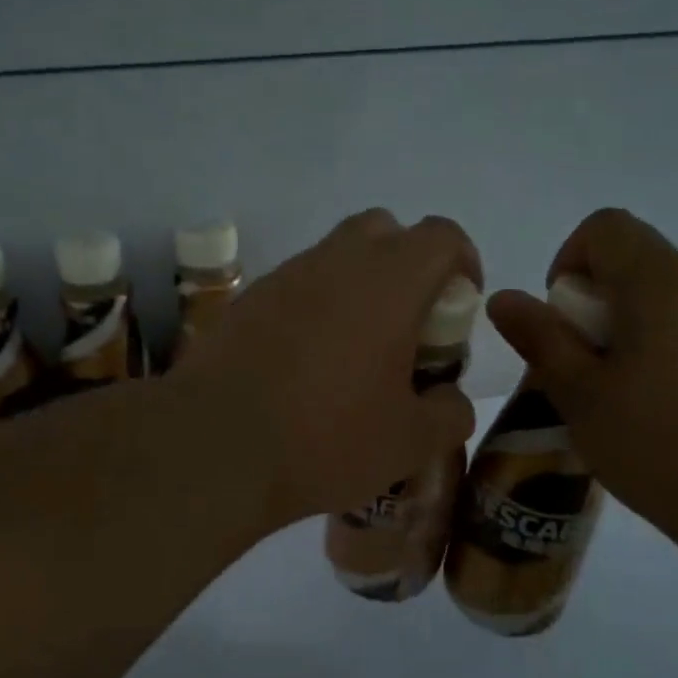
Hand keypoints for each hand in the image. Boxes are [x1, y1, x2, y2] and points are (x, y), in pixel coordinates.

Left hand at [177, 209, 480, 527]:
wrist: (215, 446)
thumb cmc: (327, 438)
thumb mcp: (410, 441)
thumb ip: (449, 413)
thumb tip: (449, 399)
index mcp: (390, 281)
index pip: (442, 236)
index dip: (462, 263)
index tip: (458, 308)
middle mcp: (335, 261)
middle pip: (384, 230)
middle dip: (405, 265)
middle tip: (405, 325)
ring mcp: (283, 277)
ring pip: (333, 257)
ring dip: (355, 287)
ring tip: (351, 352)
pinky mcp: (244, 301)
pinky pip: (292, 287)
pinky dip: (311, 309)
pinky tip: (301, 364)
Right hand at [486, 209, 677, 548]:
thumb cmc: (670, 445)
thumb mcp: (583, 397)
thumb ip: (541, 340)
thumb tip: (504, 297)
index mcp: (662, 279)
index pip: (605, 228)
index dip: (570, 261)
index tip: (566, 322)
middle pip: (644, 269)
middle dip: (606, 312)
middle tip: (595, 382)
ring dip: (650, 338)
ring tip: (644, 409)